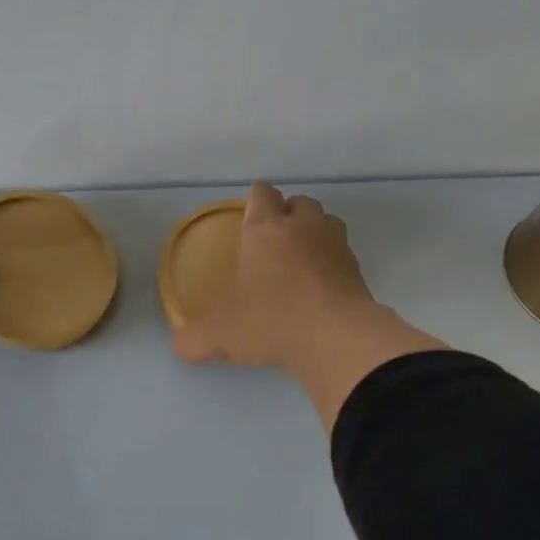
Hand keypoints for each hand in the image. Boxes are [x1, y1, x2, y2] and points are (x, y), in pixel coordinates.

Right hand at [173, 182, 379, 368]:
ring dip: (313, 233)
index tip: (247, 216)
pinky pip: (343, 253)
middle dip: (286, 215)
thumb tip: (181, 345)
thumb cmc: (271, 322)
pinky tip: (320, 287)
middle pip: (298, 202)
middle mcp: (303, 227)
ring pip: (326, 222)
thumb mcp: (220, 335)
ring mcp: (336, 245)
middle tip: (272, 242)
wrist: (337, 338)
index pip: (261, 193)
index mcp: (265, 229)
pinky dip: (331, 263)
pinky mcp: (358, 269)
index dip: (254, 200)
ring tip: (300, 259)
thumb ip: (193, 339)